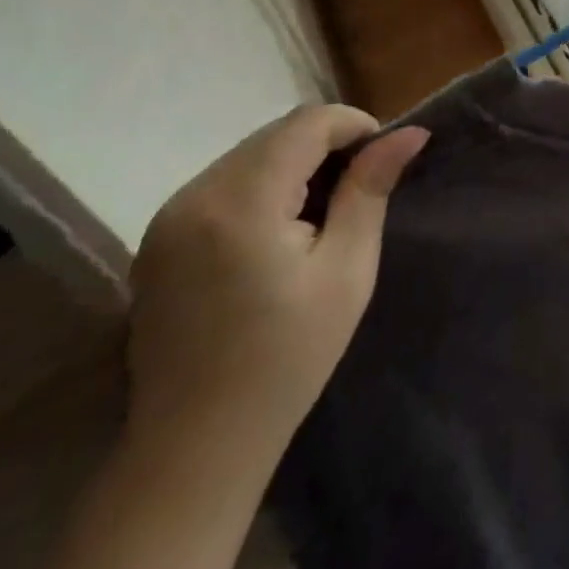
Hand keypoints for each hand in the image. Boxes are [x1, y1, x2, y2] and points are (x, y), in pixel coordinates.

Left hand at [125, 106, 428, 460]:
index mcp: (240, 202)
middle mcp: (194, 195)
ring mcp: (168, 217)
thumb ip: (370, 190)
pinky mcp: (158, 237)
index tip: (382, 161)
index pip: (307, 123)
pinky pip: (225, 181)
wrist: (194, 446)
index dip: (355, 126)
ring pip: (250, 153)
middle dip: (326, 144)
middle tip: (360, 188)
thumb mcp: (347, 270)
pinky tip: (281, 229)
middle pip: (276, 133)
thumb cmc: (287, 358)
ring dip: (295, 162)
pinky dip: (263, 184)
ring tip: (324, 210)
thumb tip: (410, 132)